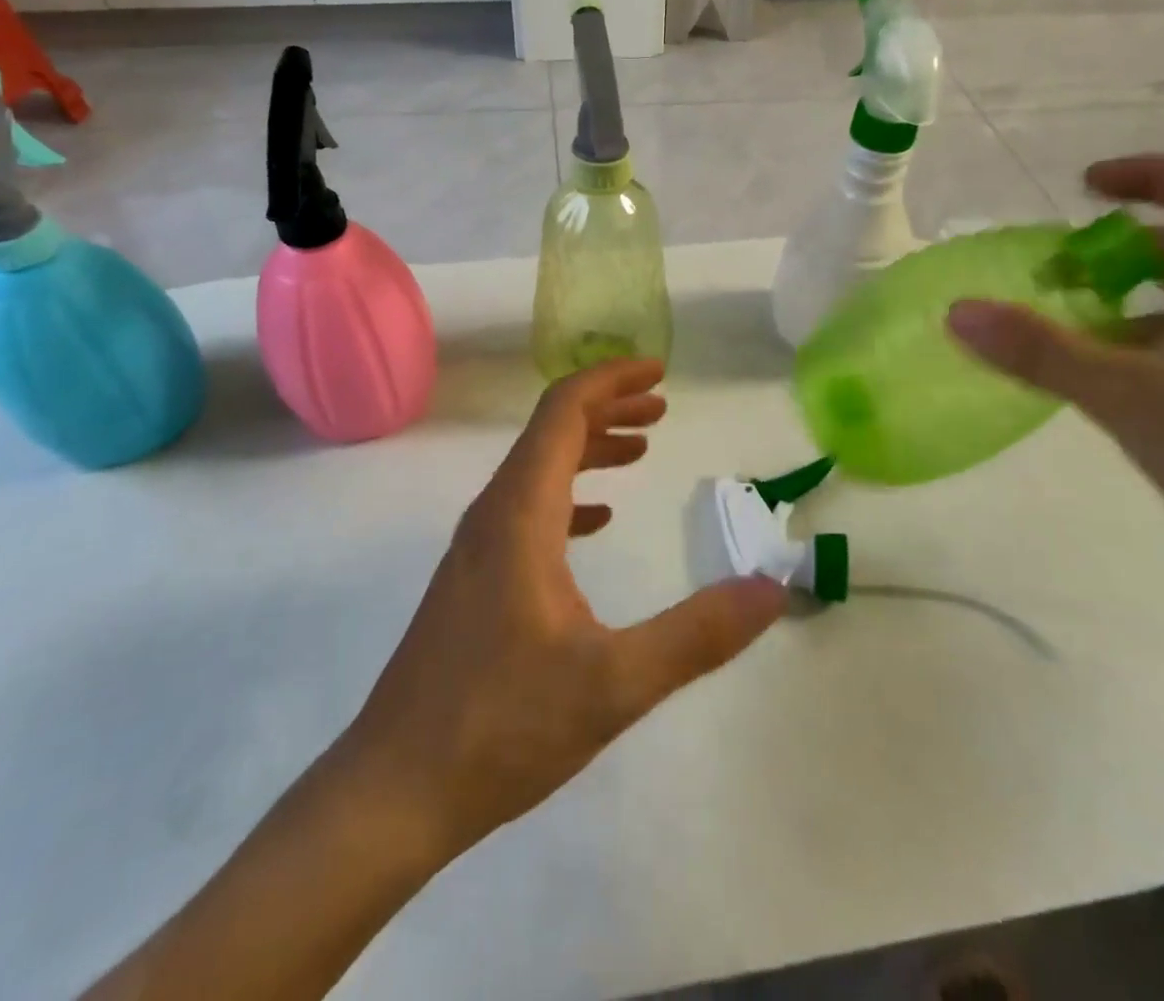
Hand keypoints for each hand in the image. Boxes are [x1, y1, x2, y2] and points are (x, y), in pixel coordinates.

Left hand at [344, 359, 786, 861]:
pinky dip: (569, 494)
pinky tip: (596, 521)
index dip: (611, 380)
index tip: (660, 372)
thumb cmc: (500, 726)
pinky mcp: (473, 579)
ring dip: (589, 448)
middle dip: (608, 407)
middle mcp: (493, 514)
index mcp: (520, 513)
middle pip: (550, 431)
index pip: (563, 412)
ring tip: (640, 449)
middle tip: (661, 407)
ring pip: (538, 469)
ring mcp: (477, 547)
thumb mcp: (613, 683)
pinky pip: (527, 509)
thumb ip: (697, 634)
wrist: (393, 791)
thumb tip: (771, 588)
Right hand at [947, 155, 1163, 607]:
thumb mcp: (1129, 397)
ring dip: (1121, 303)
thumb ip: (1040, 351)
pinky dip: (1137, 348)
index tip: (1084, 188)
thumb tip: (957, 309)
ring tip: (1060, 330)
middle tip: (1050, 275)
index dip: (1150, 175)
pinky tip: (1099, 385)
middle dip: (1114, 252)